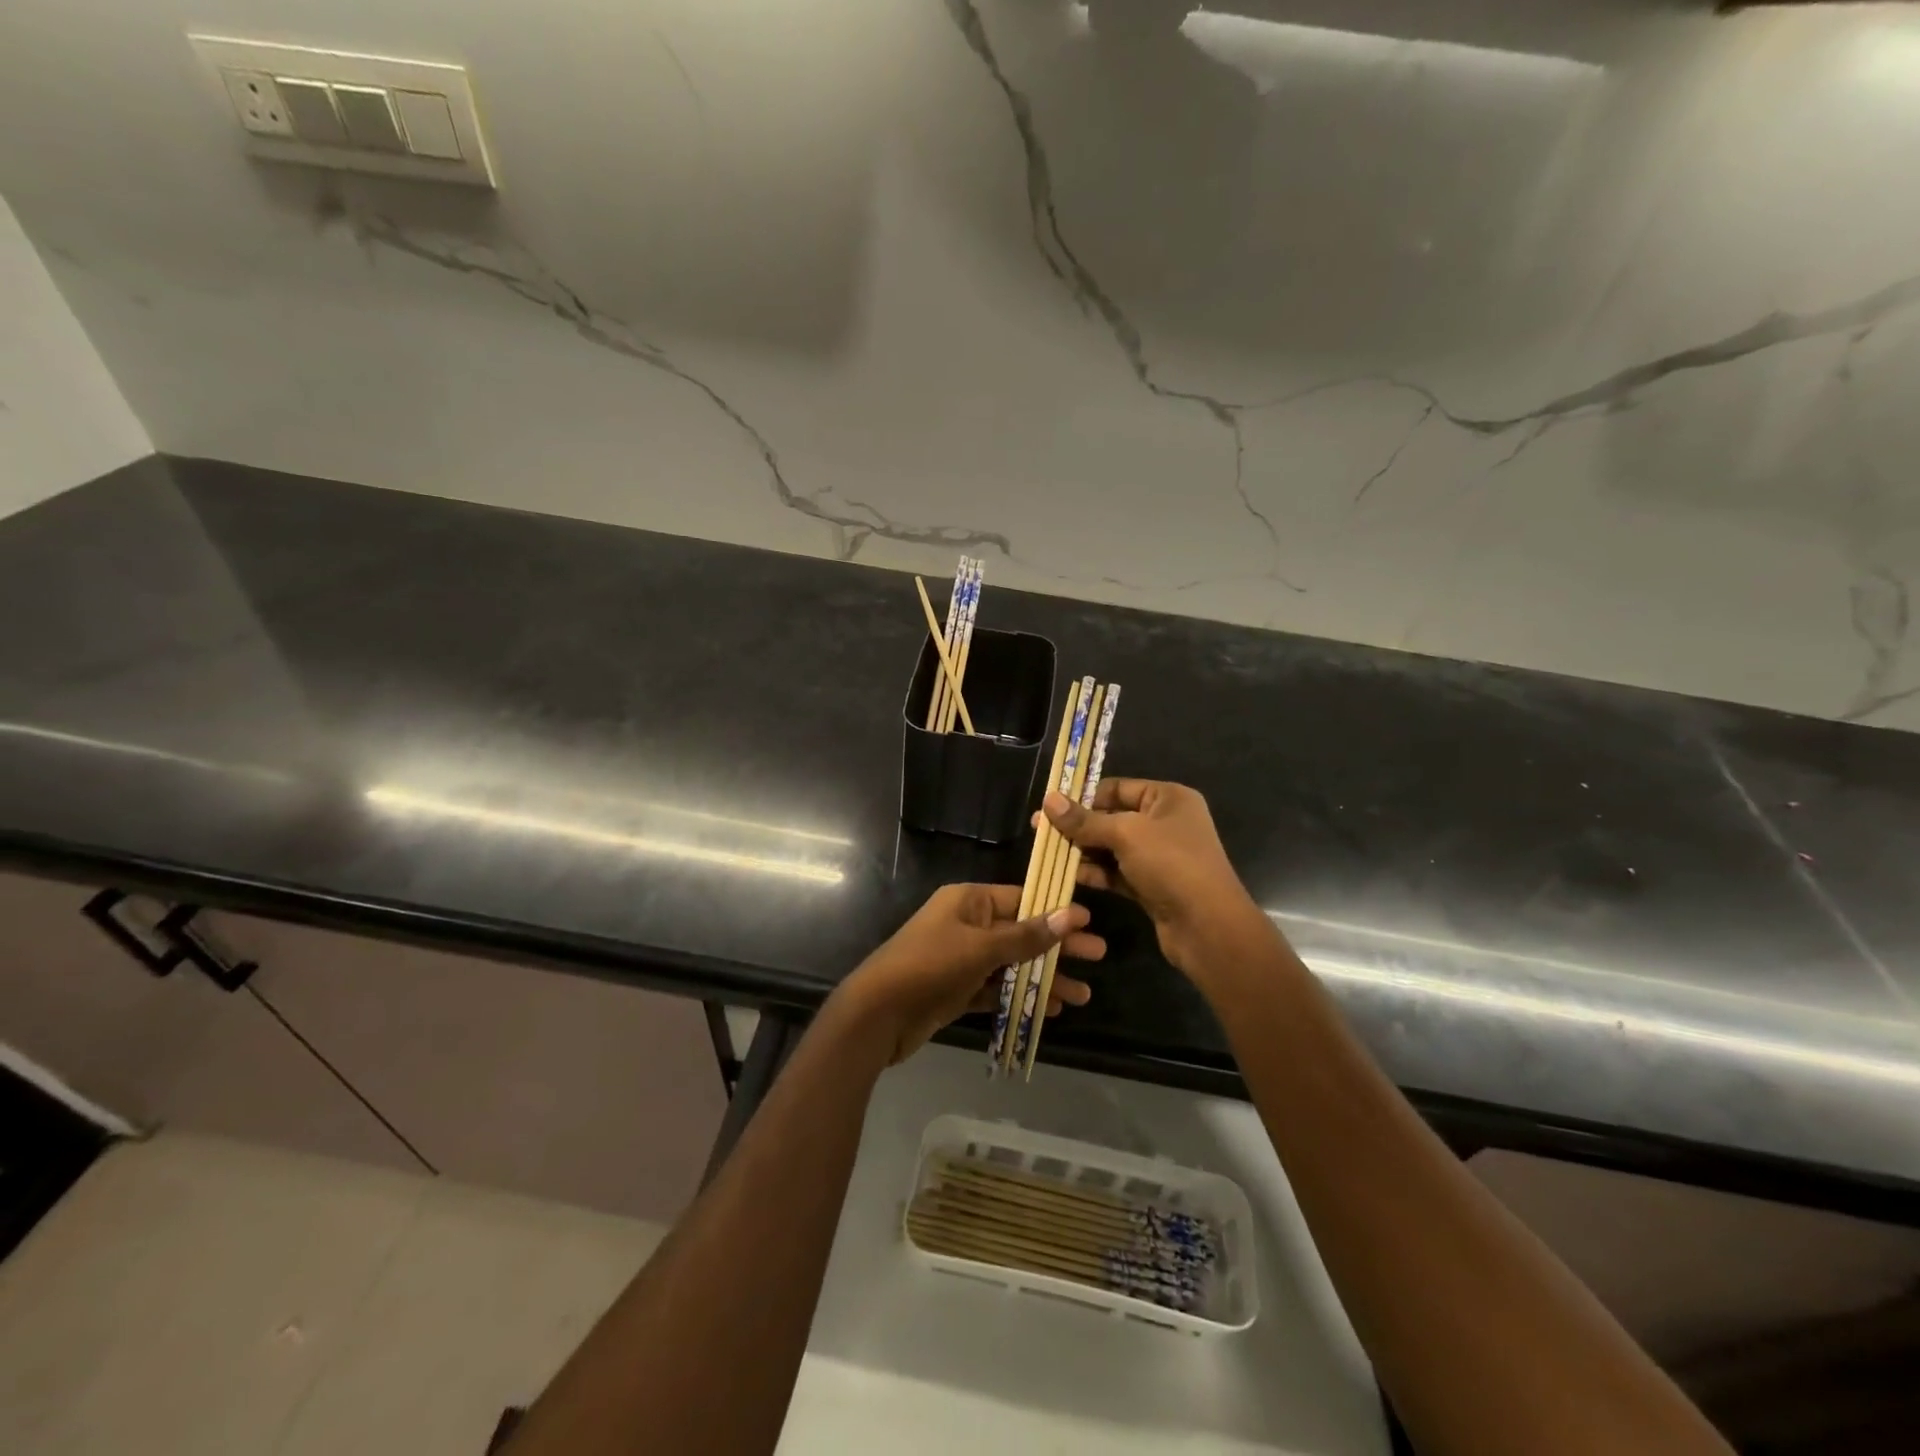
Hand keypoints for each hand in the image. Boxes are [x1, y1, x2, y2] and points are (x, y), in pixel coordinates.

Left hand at [838, 883, 1106, 1064]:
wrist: (878, 1014)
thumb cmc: (929, 966)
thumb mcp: (981, 948)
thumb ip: (1026, 936)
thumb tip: (1069, 915)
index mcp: (969, 901)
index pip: (1021, 899)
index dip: (1055, 910)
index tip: (1089, 922)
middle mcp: (967, 924)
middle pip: (1022, 932)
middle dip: (1058, 947)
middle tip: (1099, 956)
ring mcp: (962, 959)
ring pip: (1013, 964)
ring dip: (1045, 978)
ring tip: (1083, 996)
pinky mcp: (958, 990)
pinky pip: (997, 989)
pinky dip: (1021, 997)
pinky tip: (1050, 1009)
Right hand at [1042, 779, 1264, 977]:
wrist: (1208, 927)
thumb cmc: (1171, 865)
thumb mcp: (1125, 834)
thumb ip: (1084, 820)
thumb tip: (1048, 799)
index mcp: (1168, 798)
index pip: (1117, 788)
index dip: (1083, 796)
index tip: (1050, 807)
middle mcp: (1165, 823)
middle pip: (1112, 817)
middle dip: (1078, 826)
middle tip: (1040, 832)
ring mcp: (1159, 856)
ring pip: (1112, 847)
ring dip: (1083, 851)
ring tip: (1048, 855)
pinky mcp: (1152, 885)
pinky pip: (1117, 872)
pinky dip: (1096, 873)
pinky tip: (1070, 876)